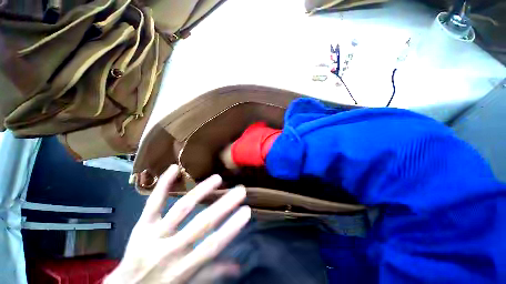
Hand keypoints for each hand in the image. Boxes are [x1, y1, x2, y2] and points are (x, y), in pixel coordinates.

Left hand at [104, 165, 250, 283]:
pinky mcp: (141, 226)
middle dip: (223, 205)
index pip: (212, 246)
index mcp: (183, 268)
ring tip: (217, 178)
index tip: (246, 211)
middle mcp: (169, 251)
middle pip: (201, 224)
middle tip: (240, 190)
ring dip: (201, 191)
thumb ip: (213, 273)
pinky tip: (174, 168)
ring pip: (181, 209)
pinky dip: (163, 185)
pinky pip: (153, 203)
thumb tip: (239, 266)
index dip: (231, 228)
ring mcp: (153, 236)